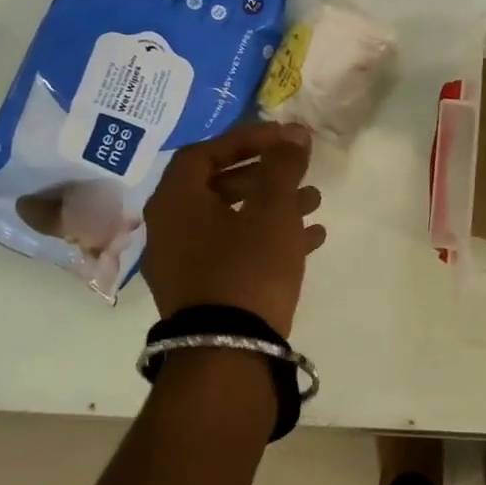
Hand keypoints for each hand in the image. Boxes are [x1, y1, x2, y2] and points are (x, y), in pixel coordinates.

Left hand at [140, 123, 325, 336]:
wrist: (228, 353)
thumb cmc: (247, 267)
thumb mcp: (272, 209)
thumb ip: (283, 165)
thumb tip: (294, 131)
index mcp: (176, 202)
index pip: (206, 152)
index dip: (245, 139)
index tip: (282, 137)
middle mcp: (171, 229)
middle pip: (218, 185)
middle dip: (264, 173)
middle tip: (297, 168)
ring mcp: (185, 263)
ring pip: (232, 219)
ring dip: (272, 205)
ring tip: (314, 200)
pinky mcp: (204, 291)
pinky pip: (237, 250)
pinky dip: (269, 237)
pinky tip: (311, 238)